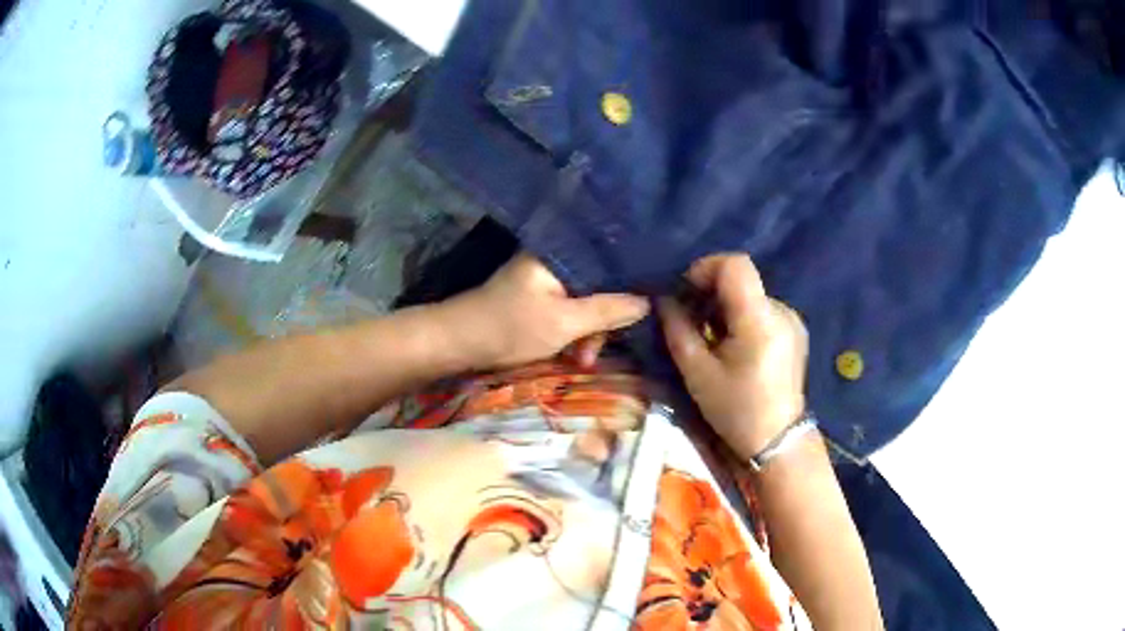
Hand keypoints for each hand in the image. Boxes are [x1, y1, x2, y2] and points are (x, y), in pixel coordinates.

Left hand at [446, 253, 650, 368]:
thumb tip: (648, 301)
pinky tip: (572, 356)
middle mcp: (557, 260)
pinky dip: (573, 334)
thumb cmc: (509, 327)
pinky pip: (570, 312)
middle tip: (594, 353)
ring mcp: (547, 281)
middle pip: (600, 285)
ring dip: (588, 334)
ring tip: (581, 361)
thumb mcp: (564, 322)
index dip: (631, 282)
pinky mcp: (539, 300)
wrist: (458, 343)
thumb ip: (607, 311)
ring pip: (586, 303)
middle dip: (603, 322)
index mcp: (562, 253)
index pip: (611, 258)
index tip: (647, 308)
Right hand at [659, 254, 808, 461]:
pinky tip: (734, 347)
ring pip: (750, 295)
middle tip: (690, 321)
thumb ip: (678, 329)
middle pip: (741, 280)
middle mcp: (781, 311)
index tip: (686, 292)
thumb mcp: (698, 373)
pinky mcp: (795, 331)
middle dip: (710, 292)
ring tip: (711, 339)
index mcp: (759, 319)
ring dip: (725, 307)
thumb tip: (665, 300)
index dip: (705, 268)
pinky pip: (762, 310)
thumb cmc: (735, 410)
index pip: (735, 265)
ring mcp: (792, 320)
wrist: (777, 440)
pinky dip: (742, 318)